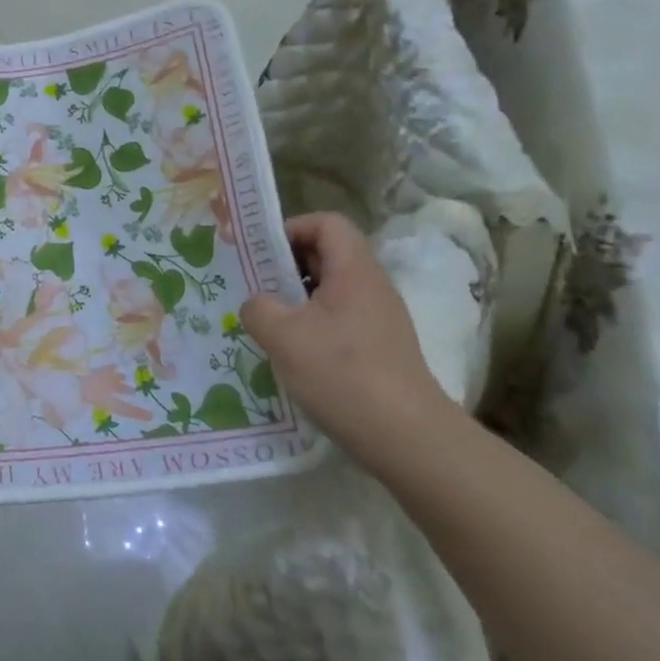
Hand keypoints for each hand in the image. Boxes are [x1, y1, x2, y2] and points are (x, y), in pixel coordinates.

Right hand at [240, 214, 449, 459]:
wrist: (405, 436)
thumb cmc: (341, 374)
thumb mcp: (283, 336)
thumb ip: (258, 307)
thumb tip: (258, 304)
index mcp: (354, 271)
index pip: (327, 223)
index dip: (292, 228)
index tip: (261, 254)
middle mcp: (371, 287)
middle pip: (327, 255)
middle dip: (286, 265)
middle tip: (254, 287)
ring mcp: (378, 319)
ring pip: (330, 290)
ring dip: (295, 298)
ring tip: (266, 322)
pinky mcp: (379, 348)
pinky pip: (338, 319)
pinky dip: (311, 325)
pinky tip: (291, 353)